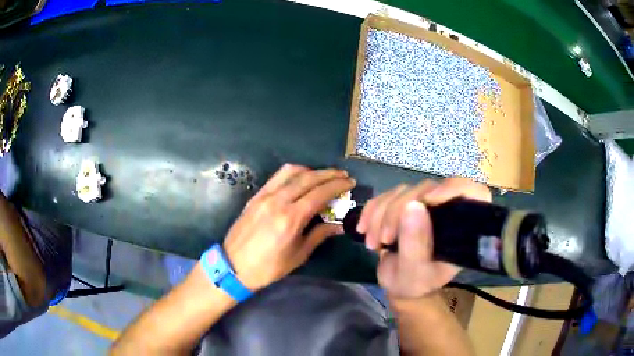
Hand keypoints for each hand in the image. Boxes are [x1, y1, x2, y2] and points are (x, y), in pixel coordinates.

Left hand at [223, 164, 355, 290]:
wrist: (234, 266)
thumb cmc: (268, 267)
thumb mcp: (298, 255)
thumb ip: (319, 235)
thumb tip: (339, 225)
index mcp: (291, 218)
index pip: (320, 193)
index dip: (337, 185)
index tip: (350, 182)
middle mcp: (278, 201)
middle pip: (308, 178)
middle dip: (329, 174)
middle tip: (342, 175)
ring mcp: (265, 196)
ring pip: (291, 172)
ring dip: (311, 170)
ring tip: (323, 176)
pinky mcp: (256, 196)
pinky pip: (277, 177)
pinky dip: (293, 173)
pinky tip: (300, 178)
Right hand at [357, 178, 490, 298]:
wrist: (398, 284)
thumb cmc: (414, 284)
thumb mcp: (414, 273)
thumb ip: (416, 245)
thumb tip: (413, 206)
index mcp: (462, 227)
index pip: (473, 193)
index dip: (454, 188)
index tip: (428, 201)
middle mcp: (447, 210)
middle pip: (427, 189)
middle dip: (398, 211)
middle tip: (384, 239)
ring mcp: (426, 204)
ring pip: (404, 190)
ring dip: (381, 214)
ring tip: (373, 243)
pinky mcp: (406, 203)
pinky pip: (387, 195)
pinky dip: (372, 210)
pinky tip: (364, 229)